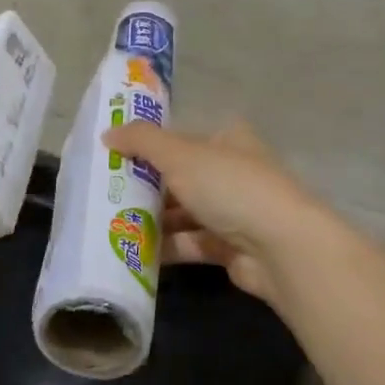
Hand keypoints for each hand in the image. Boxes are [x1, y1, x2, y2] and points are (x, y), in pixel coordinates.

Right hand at [101, 119, 350, 309]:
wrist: (281, 248)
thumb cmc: (230, 187)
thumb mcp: (179, 155)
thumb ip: (141, 141)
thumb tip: (107, 133)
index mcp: (227, 140)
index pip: (180, 138)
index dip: (147, 145)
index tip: (112, 157)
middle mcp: (231, 172)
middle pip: (179, 177)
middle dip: (144, 186)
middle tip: (103, 195)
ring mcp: (233, 212)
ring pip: (183, 212)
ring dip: (151, 219)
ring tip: (110, 225)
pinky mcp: (230, 248)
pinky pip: (189, 243)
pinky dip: (165, 247)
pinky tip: (132, 251)